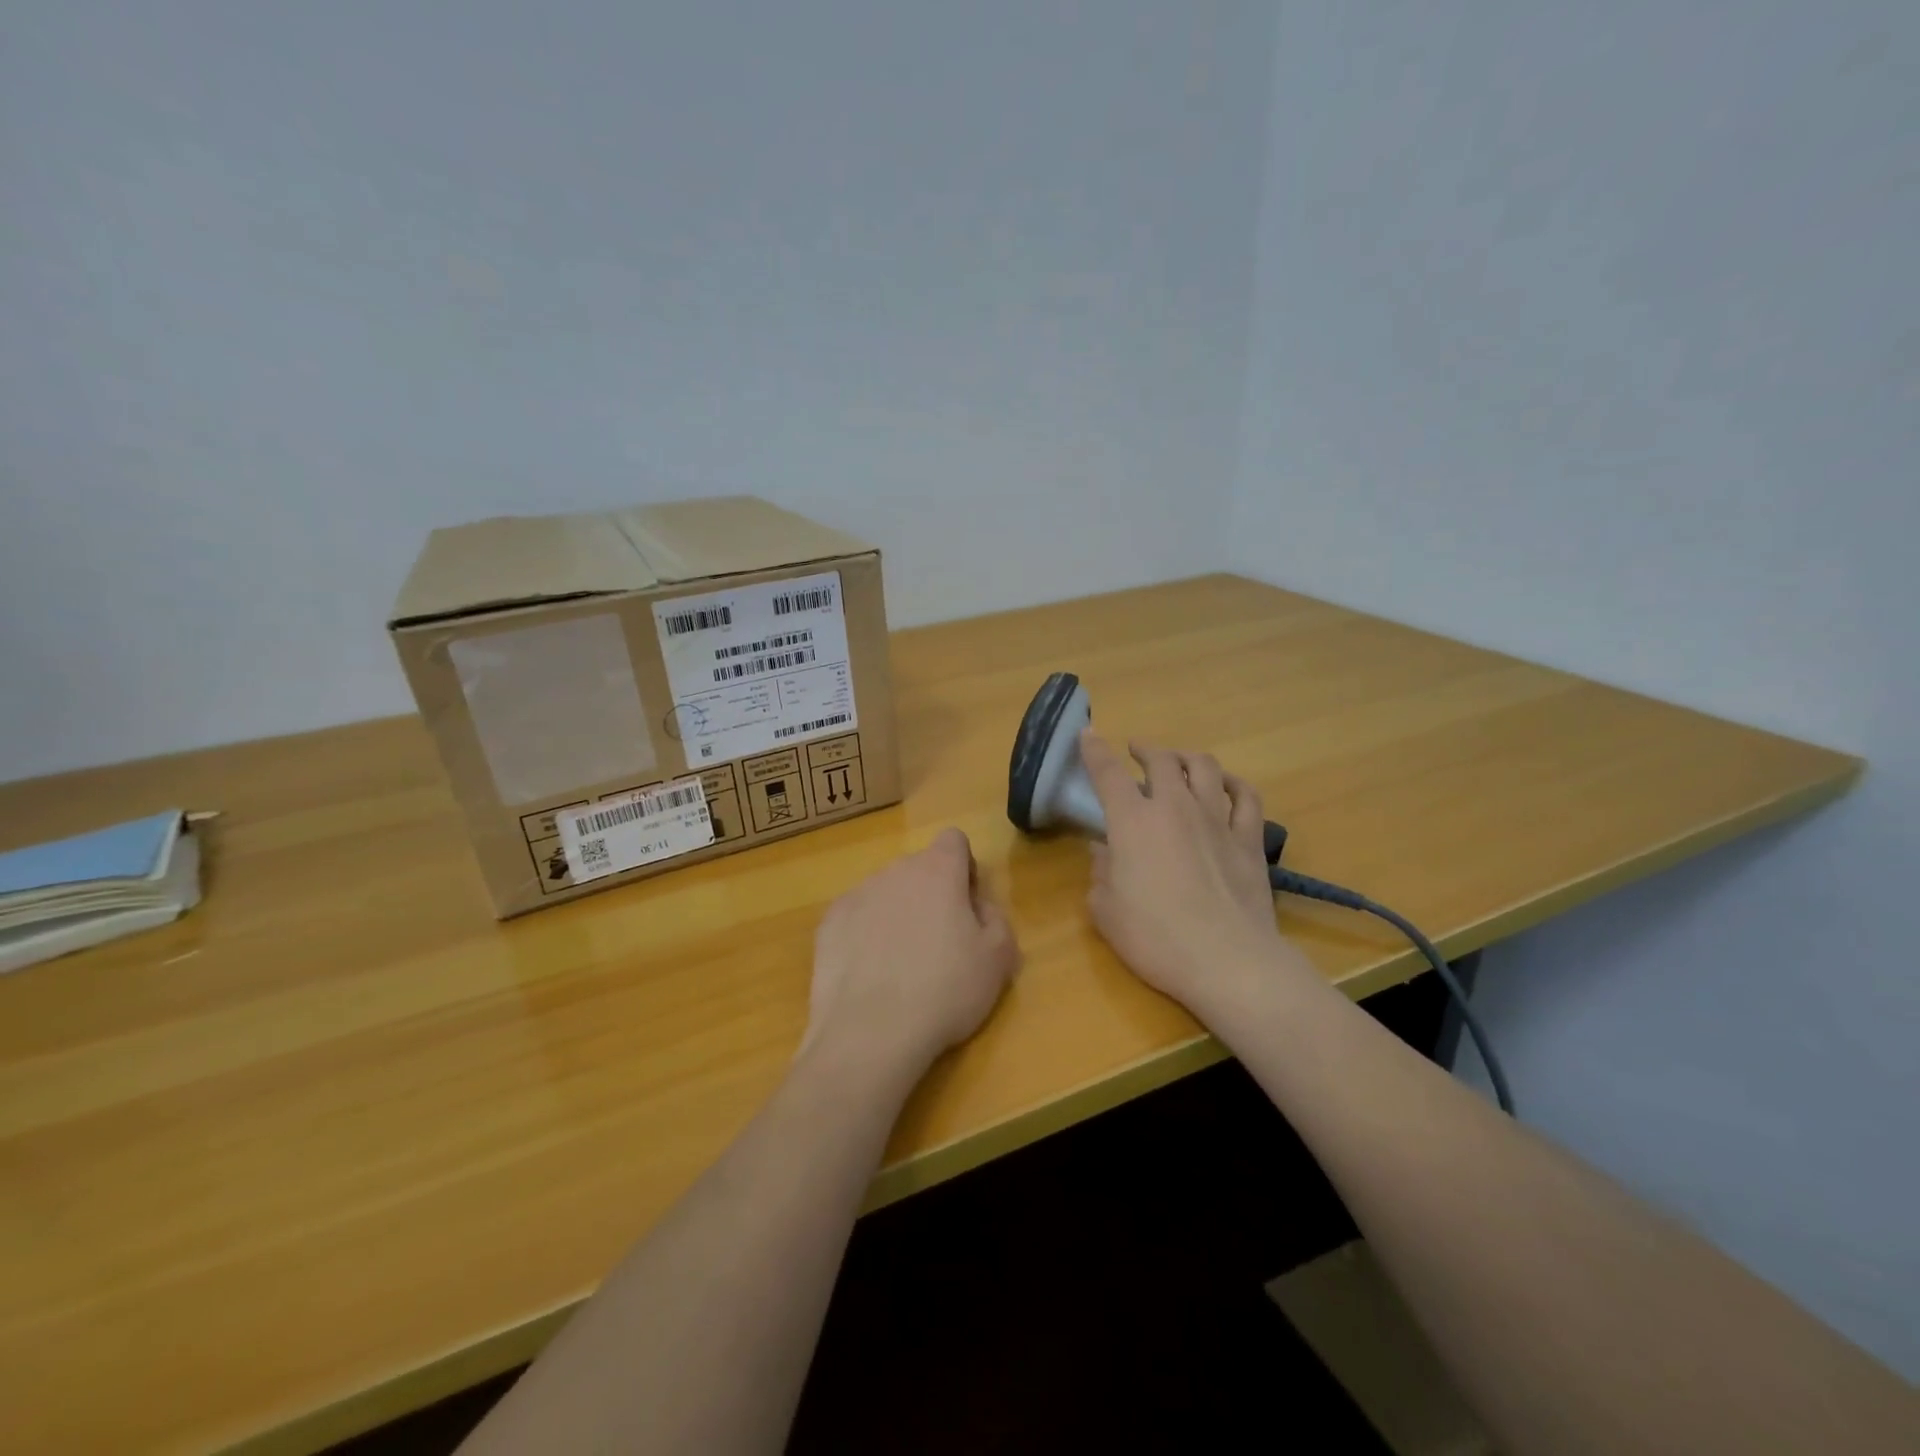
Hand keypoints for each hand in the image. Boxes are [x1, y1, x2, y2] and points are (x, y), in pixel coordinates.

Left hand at [804, 828, 1019, 1079]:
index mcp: (938, 871)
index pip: (953, 840)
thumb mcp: (998, 959)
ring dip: (897, 914)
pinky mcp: (828, 924)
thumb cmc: (945, 991)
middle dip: (931, 895)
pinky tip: (870, 974)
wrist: (870, 1033)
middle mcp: (894, 871)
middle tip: (940, 944)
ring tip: (901, 966)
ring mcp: (856, 895)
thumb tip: (978, 905)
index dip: (964, 868)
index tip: (966, 905)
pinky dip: (865, 935)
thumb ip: (996, 918)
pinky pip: (856, 918)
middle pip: (919, 869)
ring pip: (886, 893)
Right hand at [1081, 733, 1314, 1017]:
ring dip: (1187, 757)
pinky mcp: (1249, 839)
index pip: (1108, 773)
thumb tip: (1102, 851)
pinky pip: (1246, 797)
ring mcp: (1217, 820)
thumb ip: (1100, 874)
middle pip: (1161, 760)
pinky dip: (1234, 783)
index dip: (1094, 750)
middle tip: (1137, 751)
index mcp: (1133, 821)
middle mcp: (1175, 808)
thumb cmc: (1155, 938)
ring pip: (1204, 768)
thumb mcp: (1106, 911)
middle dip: (1145, 749)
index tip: (1087, 734)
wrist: (1227, 961)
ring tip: (1178, 761)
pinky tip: (1226, 785)